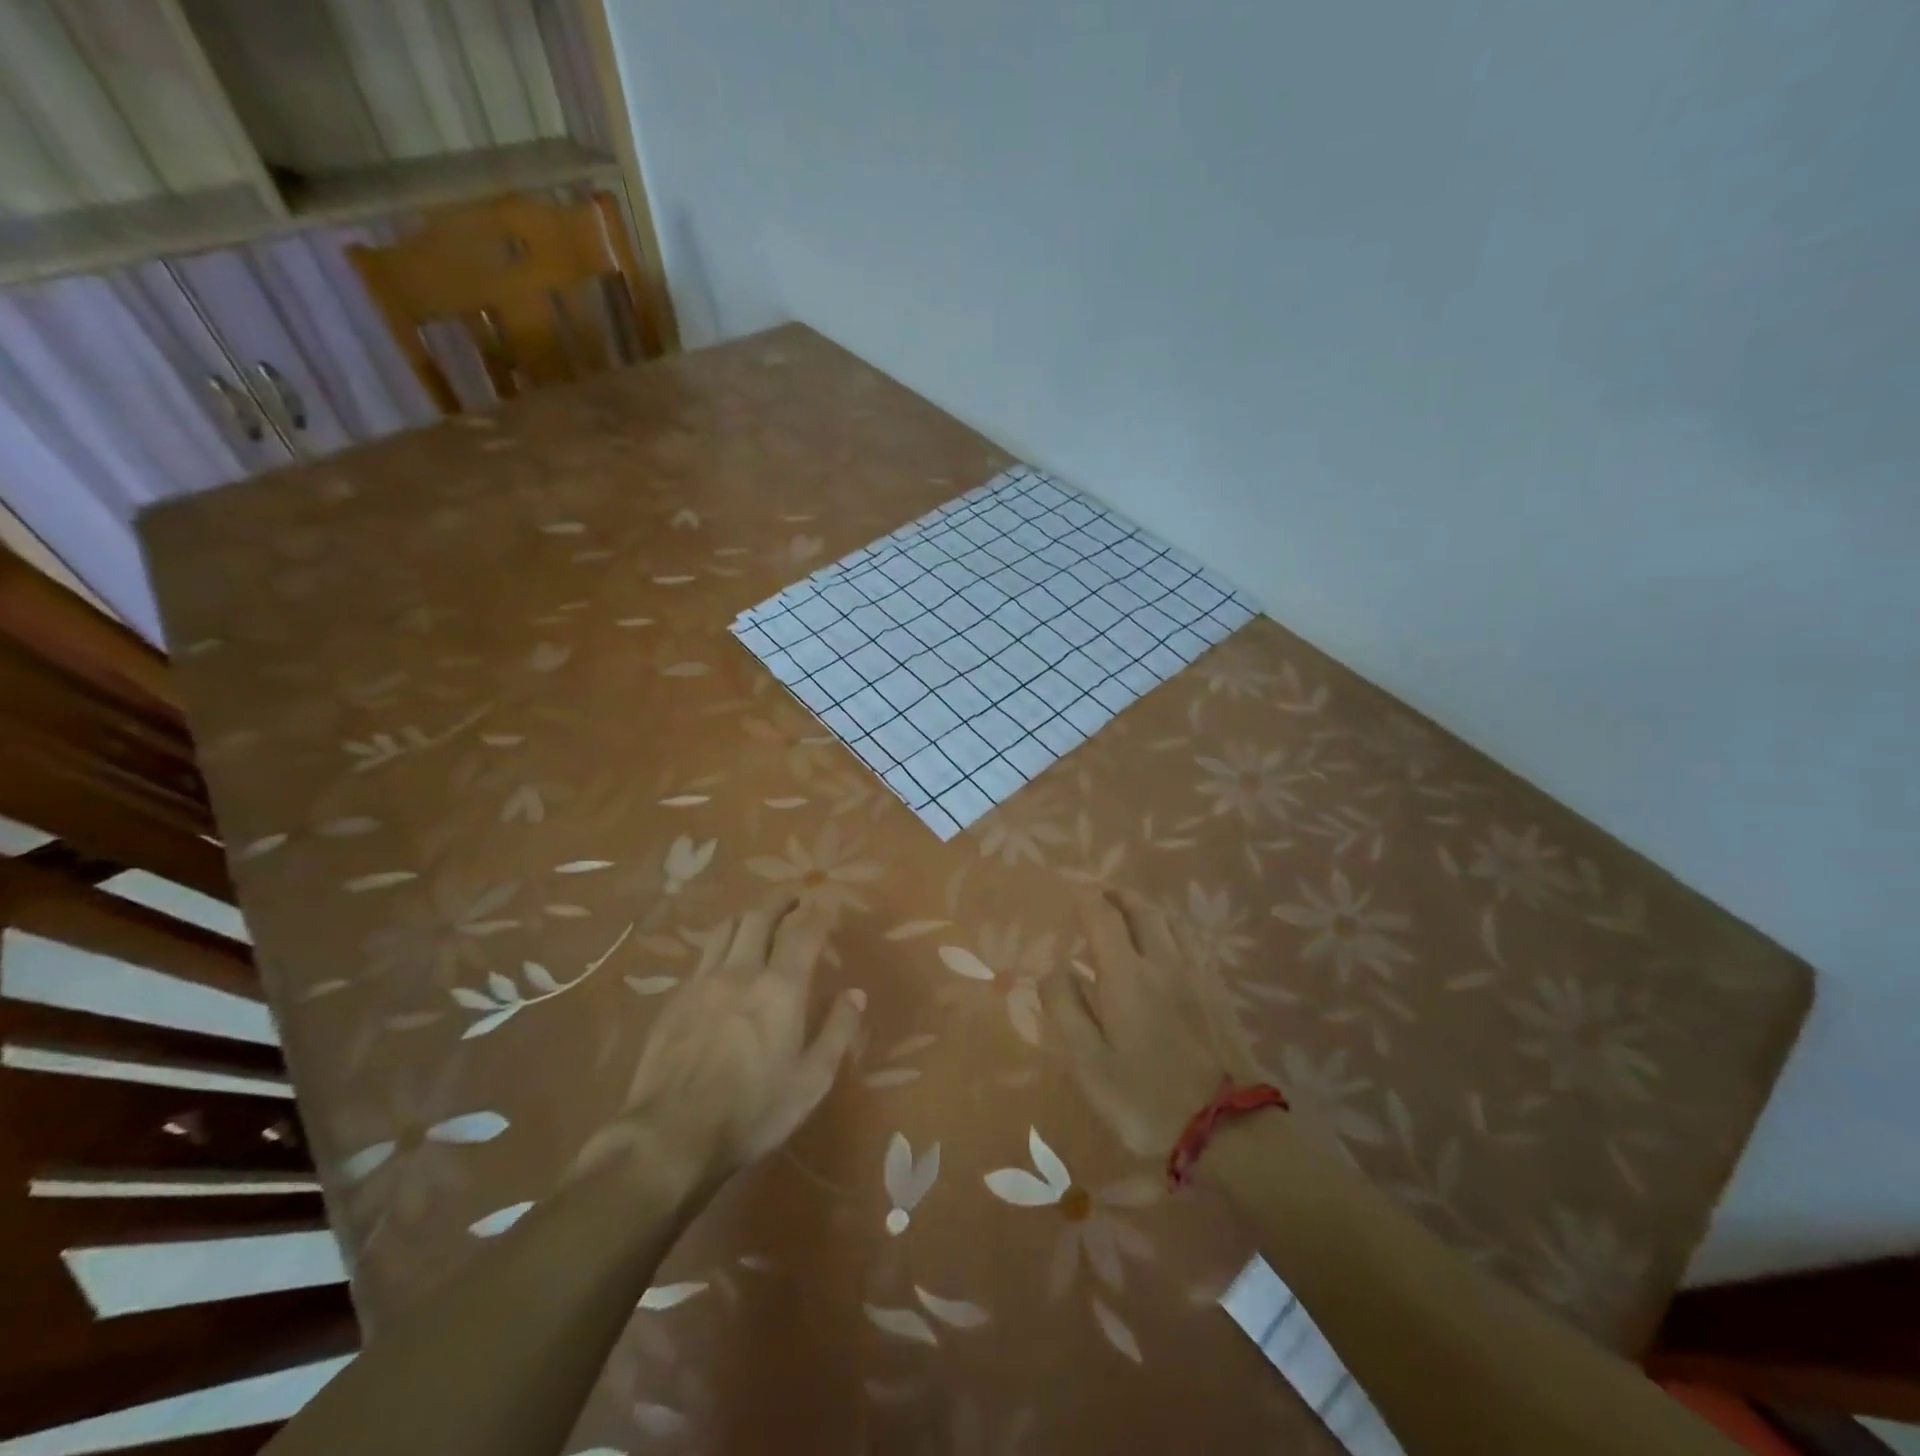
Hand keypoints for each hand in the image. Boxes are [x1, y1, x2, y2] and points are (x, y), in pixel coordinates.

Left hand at [572, 898, 865, 1192]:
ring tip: (759, 918)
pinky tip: (723, 961)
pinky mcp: (675, 999)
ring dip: (747, 915)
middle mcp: (742, 971)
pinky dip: (720, 945)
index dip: (817, 914)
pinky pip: (702, 956)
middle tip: (794, 897)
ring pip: (726, 929)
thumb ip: (837, 1032)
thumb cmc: (752, 1112)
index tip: (825, 904)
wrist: (670, 1136)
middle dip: (780, 900)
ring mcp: (703, 982)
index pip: (803, 933)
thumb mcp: (811, 1081)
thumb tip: (855, 994)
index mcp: (781, 988)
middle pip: (759, 917)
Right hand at [1042, 889, 1264, 1159]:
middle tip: (1103, 894)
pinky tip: (1174, 943)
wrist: (1231, 1130)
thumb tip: (1053, 967)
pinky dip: (1176, 927)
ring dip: (1149, 907)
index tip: (1075, 895)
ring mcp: (1198, 975)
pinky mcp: (1220, 992)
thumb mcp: (1089, 1064)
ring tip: (1135, 911)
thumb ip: (1065, 1009)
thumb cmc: (1147, 1100)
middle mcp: (1164, 962)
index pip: (1104, 918)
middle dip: (1120, 895)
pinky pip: (1196, 941)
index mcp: (1126, 975)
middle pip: (1143, 910)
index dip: (1088, 901)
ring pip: (1174, 921)